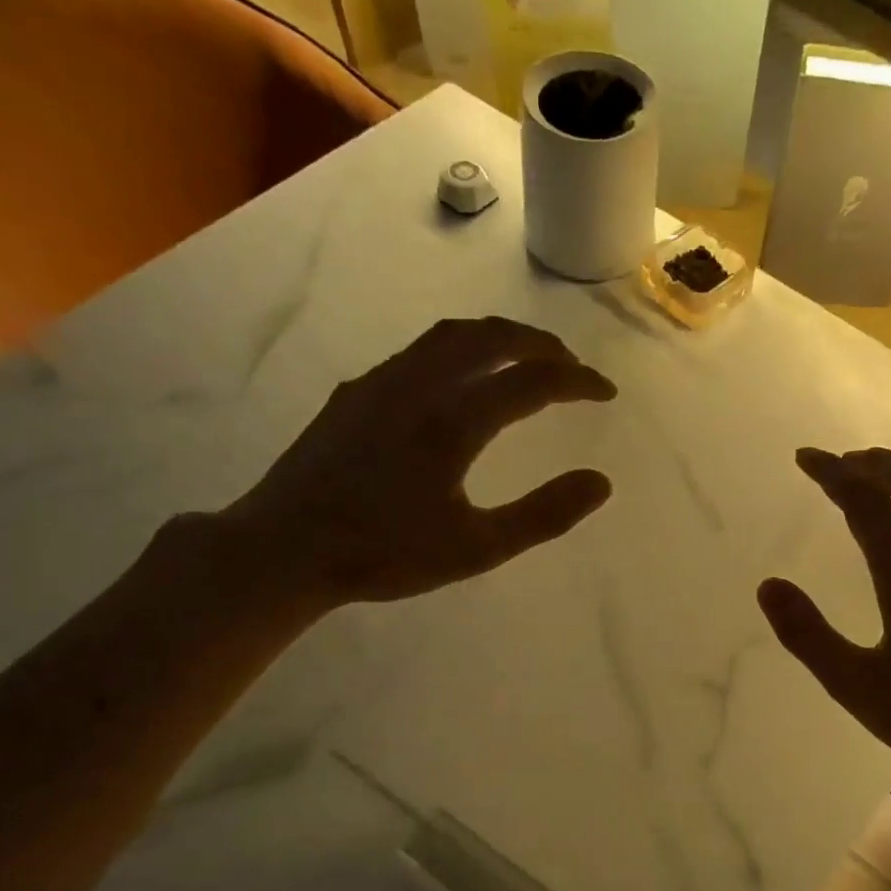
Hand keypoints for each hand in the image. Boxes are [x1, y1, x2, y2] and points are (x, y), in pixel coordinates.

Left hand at [219, 317, 615, 611]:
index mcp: (453, 421)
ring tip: (521, 358)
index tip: (605, 392)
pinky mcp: (354, 395)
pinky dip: (457, 352)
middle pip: (490, 338)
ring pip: (448, 337)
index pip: (532, 381)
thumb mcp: (476, 548)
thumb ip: (543, 515)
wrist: (285, 549)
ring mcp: (380, 384)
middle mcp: (418, 386)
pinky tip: (455, 381)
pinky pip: (417, 353)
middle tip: (569, 363)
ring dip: (495, 339)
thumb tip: (600, 483)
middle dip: (538, 344)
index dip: (577, 381)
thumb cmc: (385, 554)